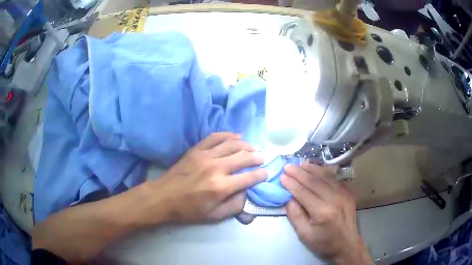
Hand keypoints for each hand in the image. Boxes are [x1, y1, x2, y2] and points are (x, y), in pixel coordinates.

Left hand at [143, 132, 266, 223]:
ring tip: (253, 147)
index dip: (260, 174)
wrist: (164, 197)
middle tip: (262, 158)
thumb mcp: (214, 216)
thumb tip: (247, 192)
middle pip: (243, 157)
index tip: (265, 172)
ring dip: (246, 145)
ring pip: (232, 144)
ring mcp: (205, 156)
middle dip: (256, 157)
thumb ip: (235, 206)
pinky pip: (215, 137)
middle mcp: (216, 168)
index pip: (249, 177)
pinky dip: (228, 135)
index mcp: (221, 187)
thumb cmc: (189, 210)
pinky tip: (236, 136)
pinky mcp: (196, 150)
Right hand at [281, 163, 372, 264]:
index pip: (303, 192)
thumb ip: (295, 215)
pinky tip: (317, 168)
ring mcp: (343, 194)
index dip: (291, 184)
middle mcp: (334, 199)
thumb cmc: (324, 243)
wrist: (348, 245)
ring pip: (325, 176)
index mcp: (322, 212)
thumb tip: (288, 198)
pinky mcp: (348, 193)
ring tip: (300, 164)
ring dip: (312, 168)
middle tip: (288, 166)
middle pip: (314, 181)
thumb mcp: (304, 235)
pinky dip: (324, 171)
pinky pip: (335, 178)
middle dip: (299, 173)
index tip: (282, 176)